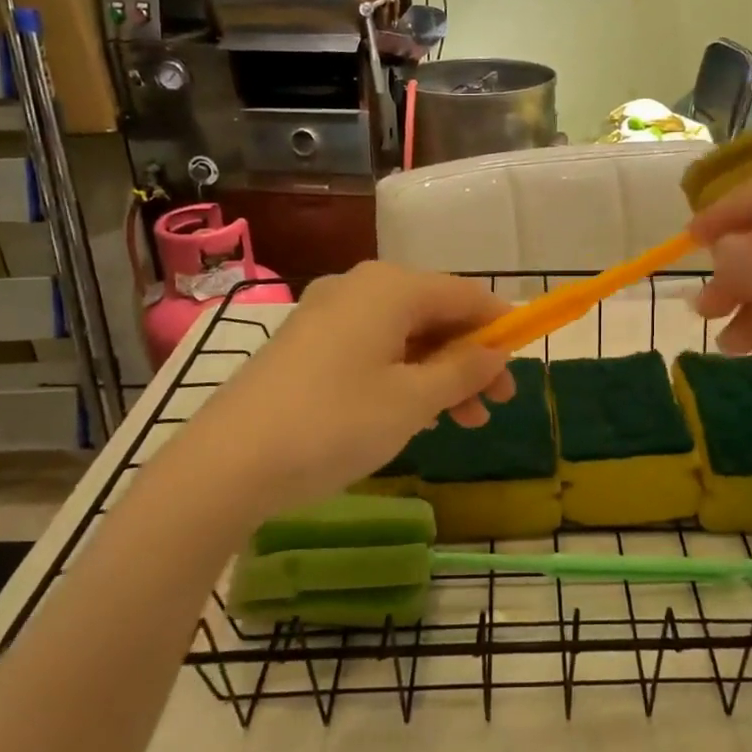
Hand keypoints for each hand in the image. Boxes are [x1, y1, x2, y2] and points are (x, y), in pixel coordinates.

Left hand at [186, 262, 514, 516]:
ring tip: (460, 421)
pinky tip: (412, 414)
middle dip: (469, 358)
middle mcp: (359, 288)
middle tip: (494, 405)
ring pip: (403, 335)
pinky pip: (371, 348)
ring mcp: (327, 314)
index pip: (464, 295)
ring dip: (438, 373)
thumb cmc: (335, 423)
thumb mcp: (413, 401)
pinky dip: (401, 375)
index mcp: (391, 288)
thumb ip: (463, 371)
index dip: (500, 324)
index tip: (522, 360)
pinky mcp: (306, 343)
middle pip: (433, 314)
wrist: (228, 462)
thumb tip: (497, 352)